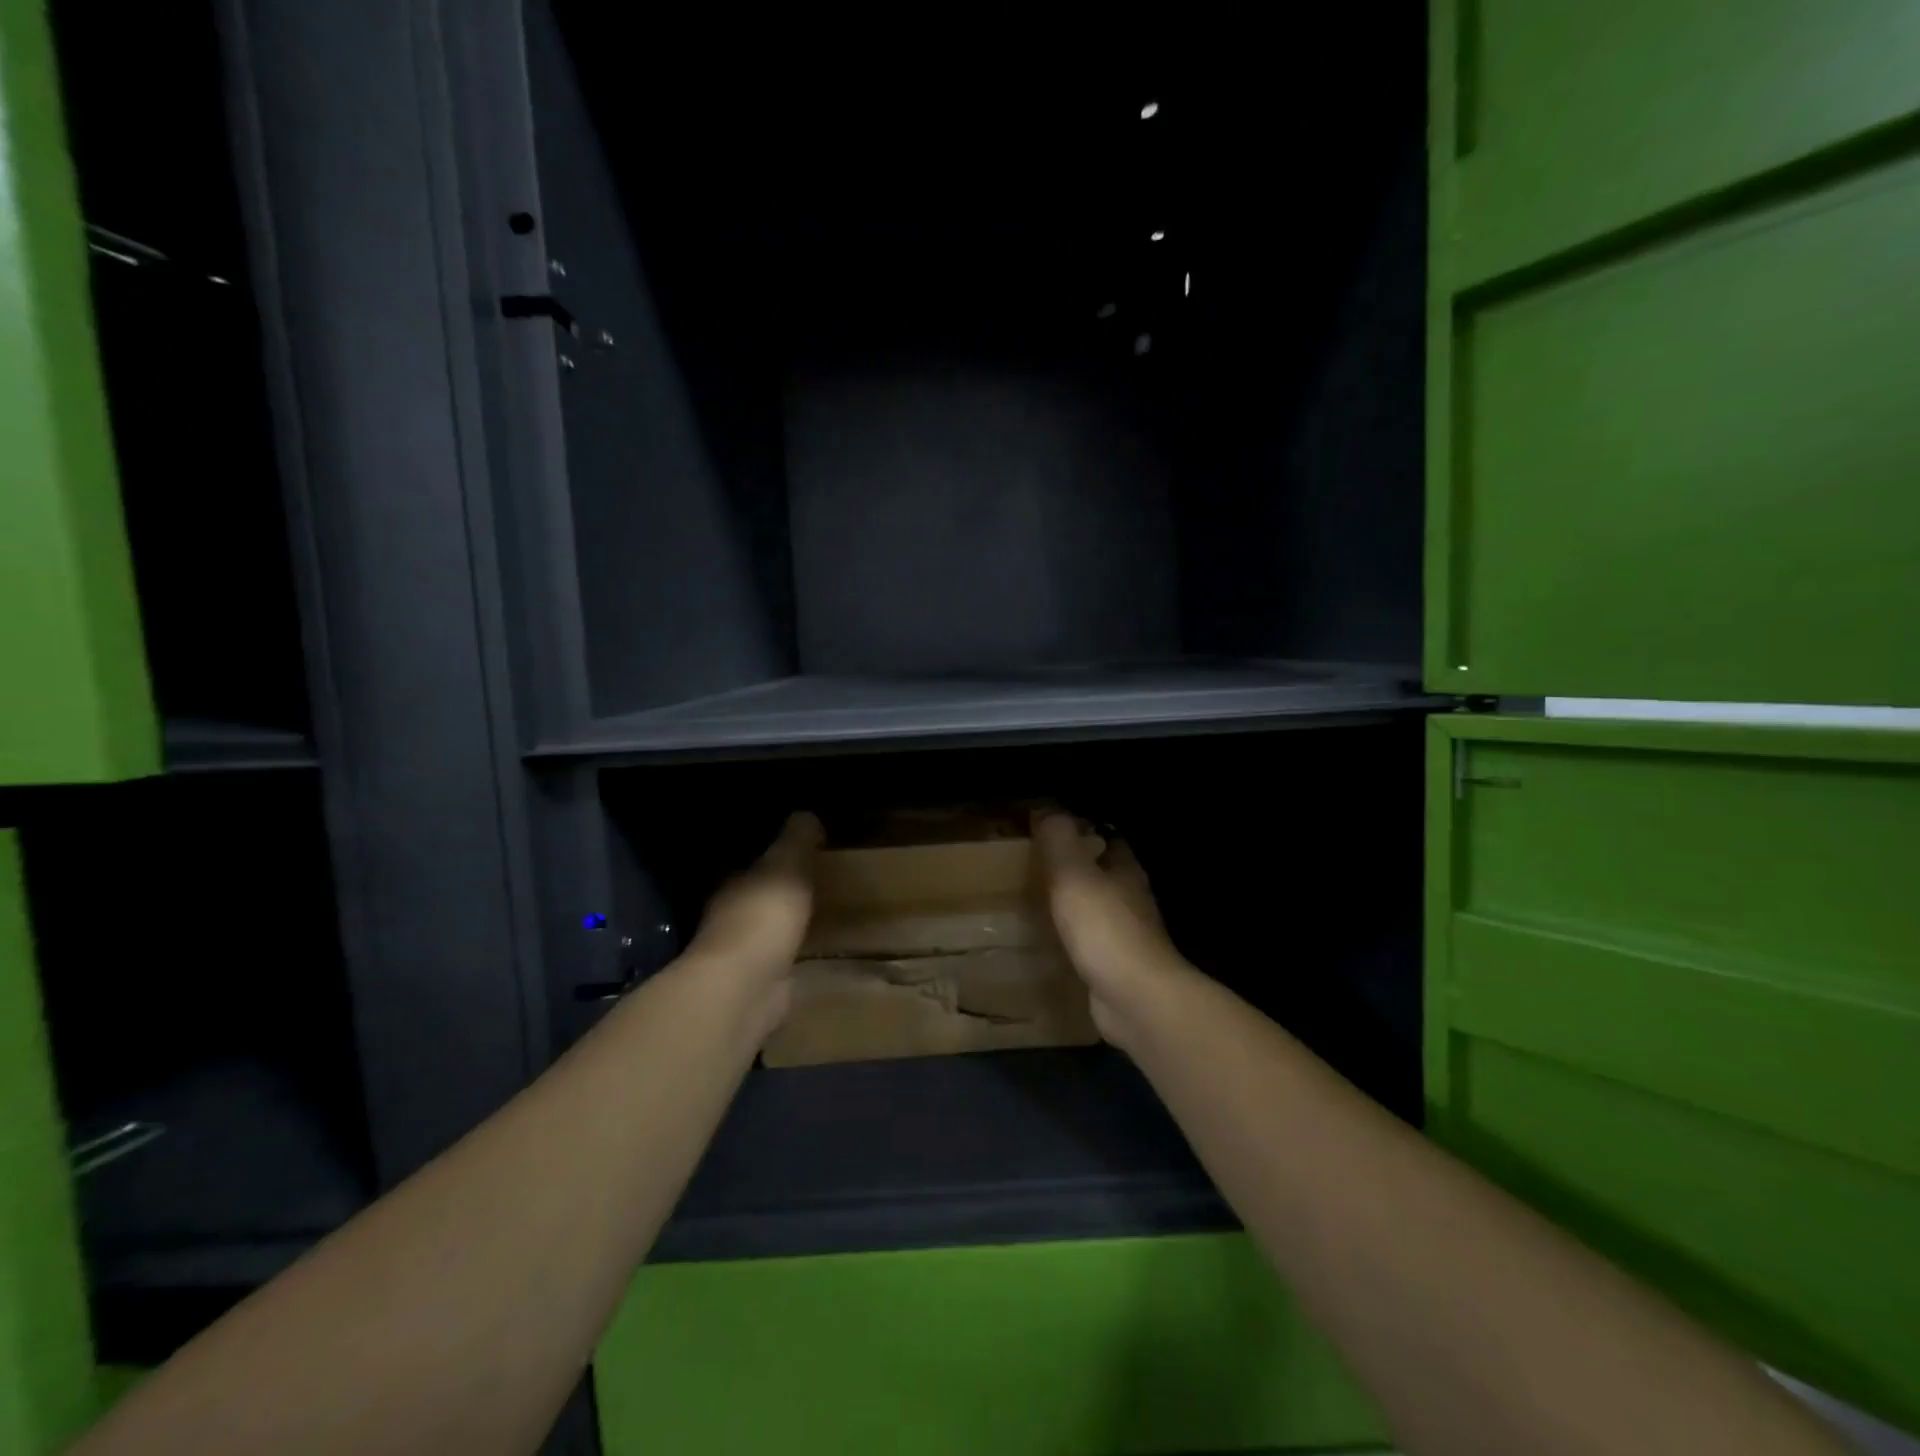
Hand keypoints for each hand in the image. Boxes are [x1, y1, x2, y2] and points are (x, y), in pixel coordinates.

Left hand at [686, 813, 822, 1022]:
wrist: (746, 987)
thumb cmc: (763, 916)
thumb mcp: (787, 865)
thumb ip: (796, 839)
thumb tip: (806, 814)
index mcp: (731, 882)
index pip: (748, 862)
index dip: (769, 854)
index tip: (794, 848)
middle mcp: (728, 915)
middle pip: (755, 894)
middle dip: (776, 889)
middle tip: (811, 879)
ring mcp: (739, 953)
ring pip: (765, 927)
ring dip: (783, 922)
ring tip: (814, 912)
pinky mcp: (755, 982)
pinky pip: (777, 957)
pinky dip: (789, 951)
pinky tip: (809, 949)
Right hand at [1031, 811, 1181, 1043]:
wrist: (1136, 998)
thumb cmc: (1105, 928)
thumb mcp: (1073, 874)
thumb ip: (1059, 839)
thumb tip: (1048, 807)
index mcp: (1126, 870)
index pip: (1108, 838)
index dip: (1084, 830)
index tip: (1052, 828)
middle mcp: (1132, 898)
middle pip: (1105, 873)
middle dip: (1078, 867)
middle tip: (1038, 864)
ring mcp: (1127, 935)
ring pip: (1099, 907)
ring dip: (1076, 903)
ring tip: (1039, 898)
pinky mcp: (1118, 966)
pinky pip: (1093, 942)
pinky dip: (1075, 936)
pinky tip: (1053, 940)